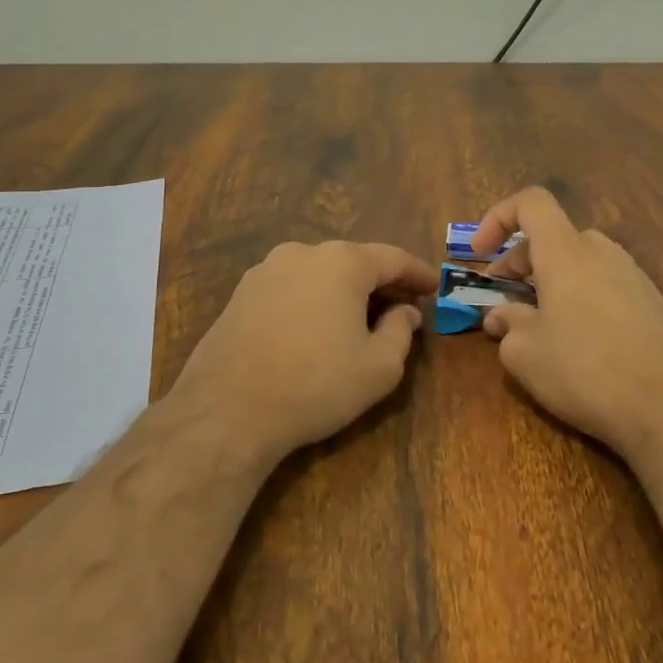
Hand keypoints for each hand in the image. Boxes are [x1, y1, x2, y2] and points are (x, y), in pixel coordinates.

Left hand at [166, 240, 437, 466]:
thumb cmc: (315, 384)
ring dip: (343, 291)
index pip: (392, 258)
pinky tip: (315, 328)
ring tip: (358, 319)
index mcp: (342, 262)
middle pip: (353, 261)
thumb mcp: (378, 367)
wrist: (227, 409)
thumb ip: (401, 331)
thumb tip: (404, 312)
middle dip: (380, 283)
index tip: (434, 286)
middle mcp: (302, 253)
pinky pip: (290, 288)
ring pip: (319, 273)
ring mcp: (265, 271)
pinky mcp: (240, 294)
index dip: (417, 273)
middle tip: (402, 307)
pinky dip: (312, 300)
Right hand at [468, 188, 662, 460]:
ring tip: (536, 326)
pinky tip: (576, 343)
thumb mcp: (525, 354)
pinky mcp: (652, 303)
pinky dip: (577, 297)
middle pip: (552, 236)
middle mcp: (602, 252)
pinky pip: (602, 284)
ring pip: (578, 262)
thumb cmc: (586, 371)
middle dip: (518, 263)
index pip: (531, 202)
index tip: (479, 255)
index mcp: (566, 252)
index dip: (497, 218)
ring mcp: (633, 276)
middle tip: (502, 302)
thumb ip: (506, 324)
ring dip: (548, 282)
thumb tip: (502, 317)